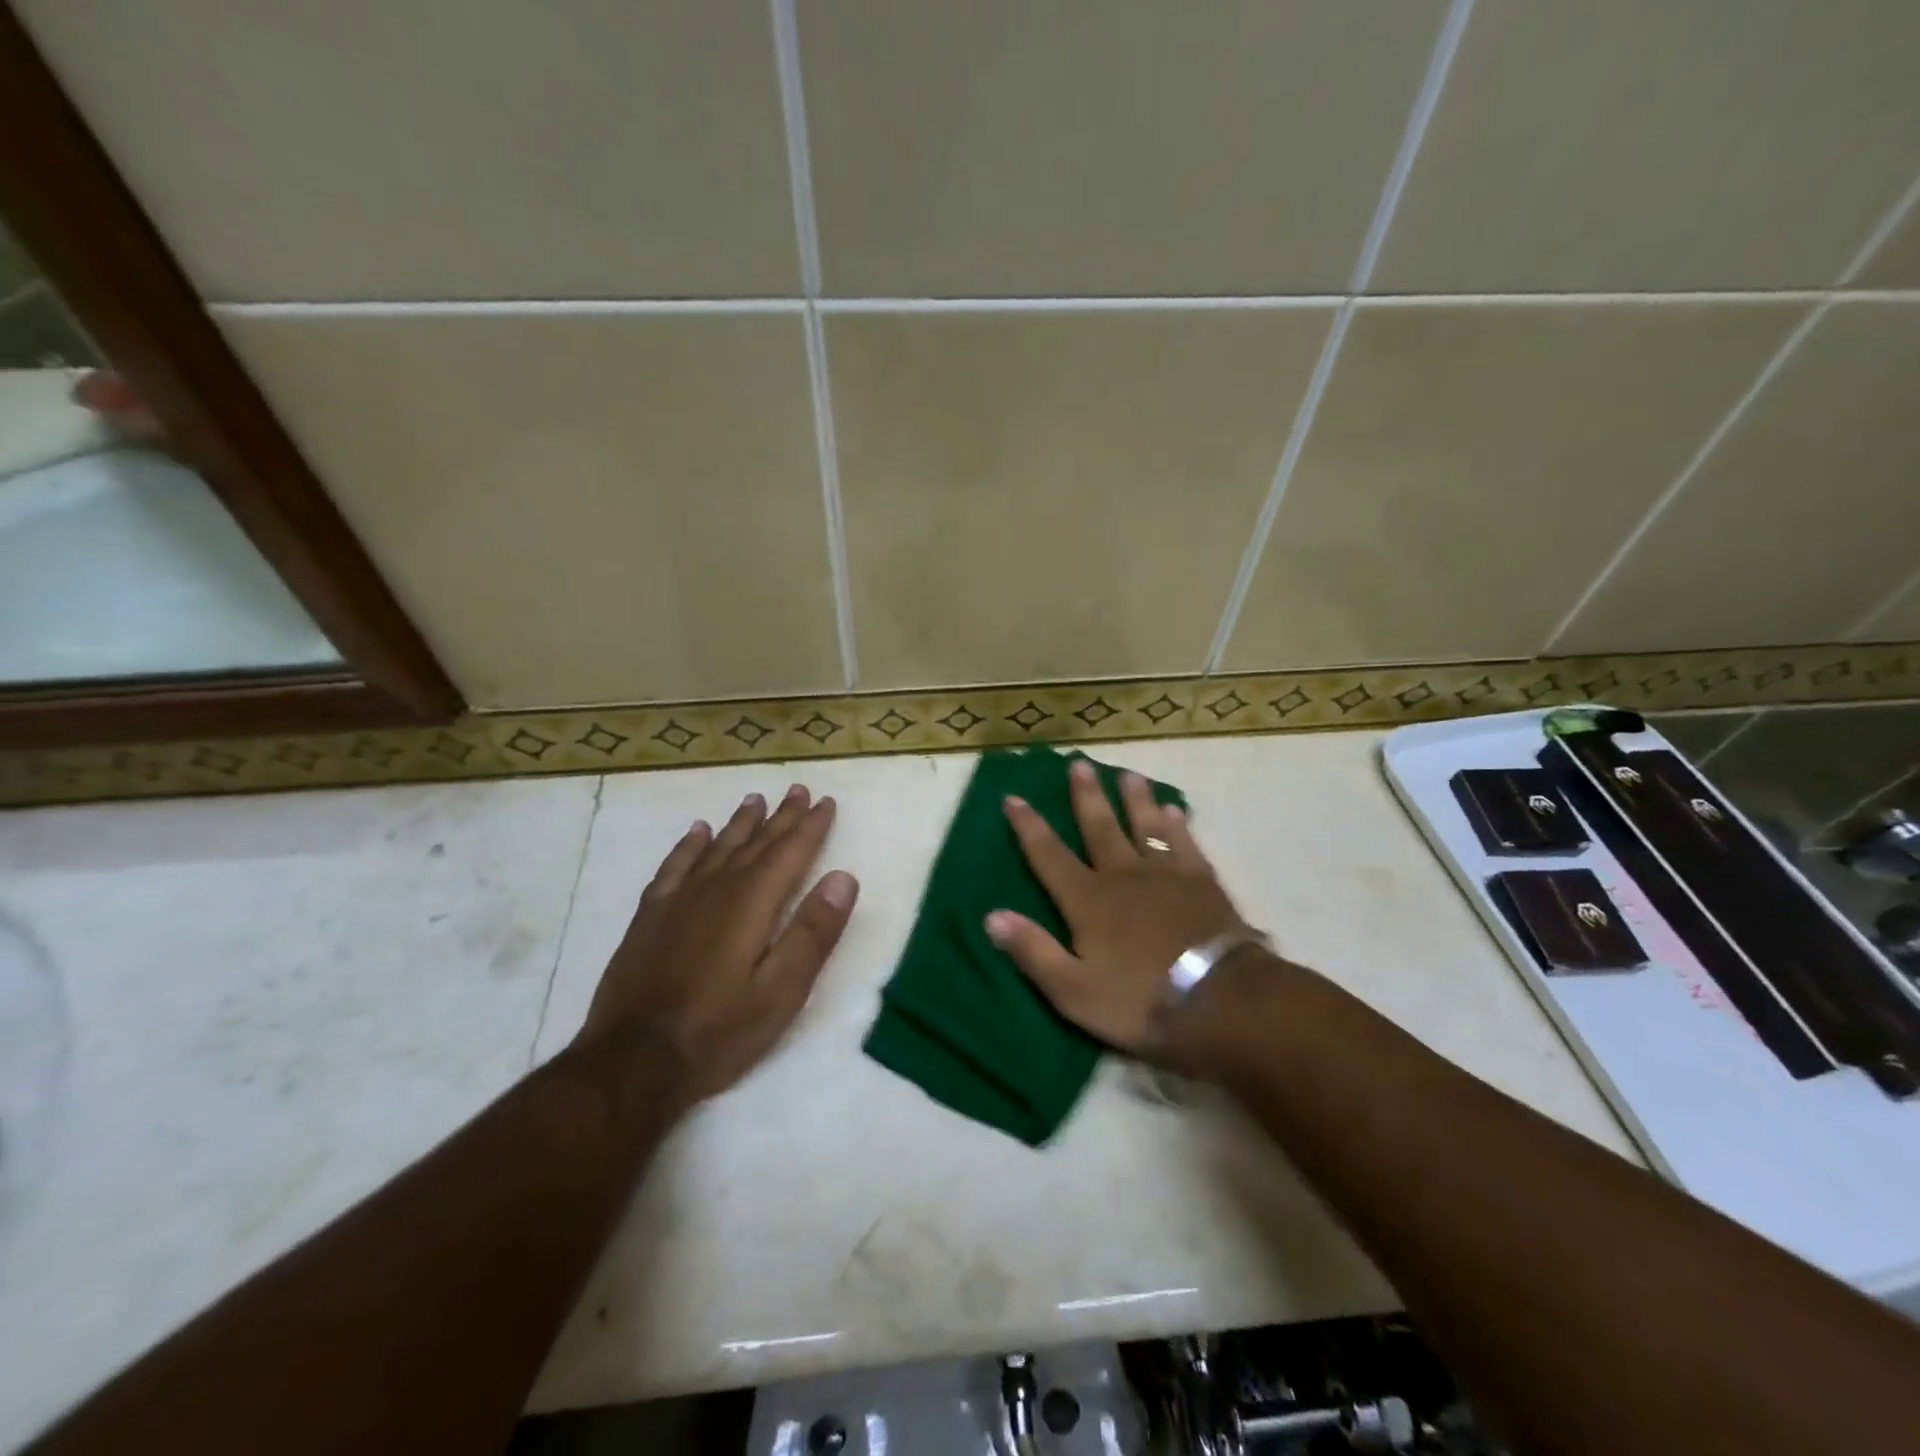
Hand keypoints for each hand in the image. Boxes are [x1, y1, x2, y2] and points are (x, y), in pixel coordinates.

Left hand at [573, 784, 858, 1109]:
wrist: (631, 1062)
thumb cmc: (718, 1031)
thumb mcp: (782, 992)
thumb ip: (813, 933)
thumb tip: (843, 877)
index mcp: (752, 903)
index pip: (790, 852)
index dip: (811, 826)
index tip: (826, 801)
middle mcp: (716, 889)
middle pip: (755, 843)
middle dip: (781, 816)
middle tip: (798, 789)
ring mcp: (678, 901)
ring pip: (717, 848)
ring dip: (740, 823)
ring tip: (755, 800)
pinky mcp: (650, 918)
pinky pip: (674, 867)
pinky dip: (689, 846)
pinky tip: (696, 833)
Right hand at [986, 758, 1250, 1065]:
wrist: (1219, 1001)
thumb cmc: (1139, 1000)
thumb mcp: (1073, 990)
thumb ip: (1033, 951)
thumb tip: (991, 916)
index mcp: (1087, 901)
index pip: (1049, 856)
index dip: (1029, 827)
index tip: (1013, 797)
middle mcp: (1122, 876)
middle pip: (1099, 828)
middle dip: (1086, 796)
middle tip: (1079, 763)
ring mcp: (1166, 874)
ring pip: (1144, 826)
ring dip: (1134, 799)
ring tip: (1127, 773)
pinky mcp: (1202, 882)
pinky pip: (1185, 843)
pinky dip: (1177, 825)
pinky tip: (1175, 810)